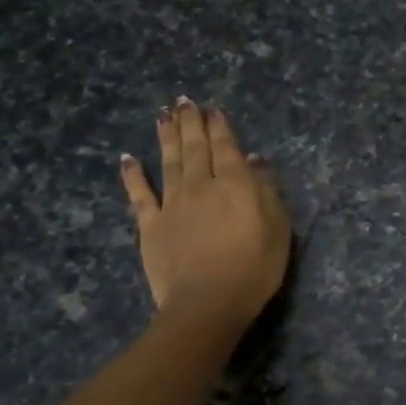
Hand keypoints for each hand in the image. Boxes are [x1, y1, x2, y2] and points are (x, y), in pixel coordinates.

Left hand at [120, 99, 291, 323]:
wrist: (207, 303)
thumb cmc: (254, 268)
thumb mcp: (278, 229)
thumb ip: (267, 191)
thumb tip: (255, 161)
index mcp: (236, 185)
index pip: (227, 147)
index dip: (220, 127)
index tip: (213, 109)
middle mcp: (201, 185)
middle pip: (196, 148)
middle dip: (191, 122)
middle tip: (184, 101)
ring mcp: (172, 204)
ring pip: (169, 161)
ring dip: (166, 136)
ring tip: (163, 115)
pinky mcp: (150, 225)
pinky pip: (139, 194)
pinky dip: (133, 175)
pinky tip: (127, 158)